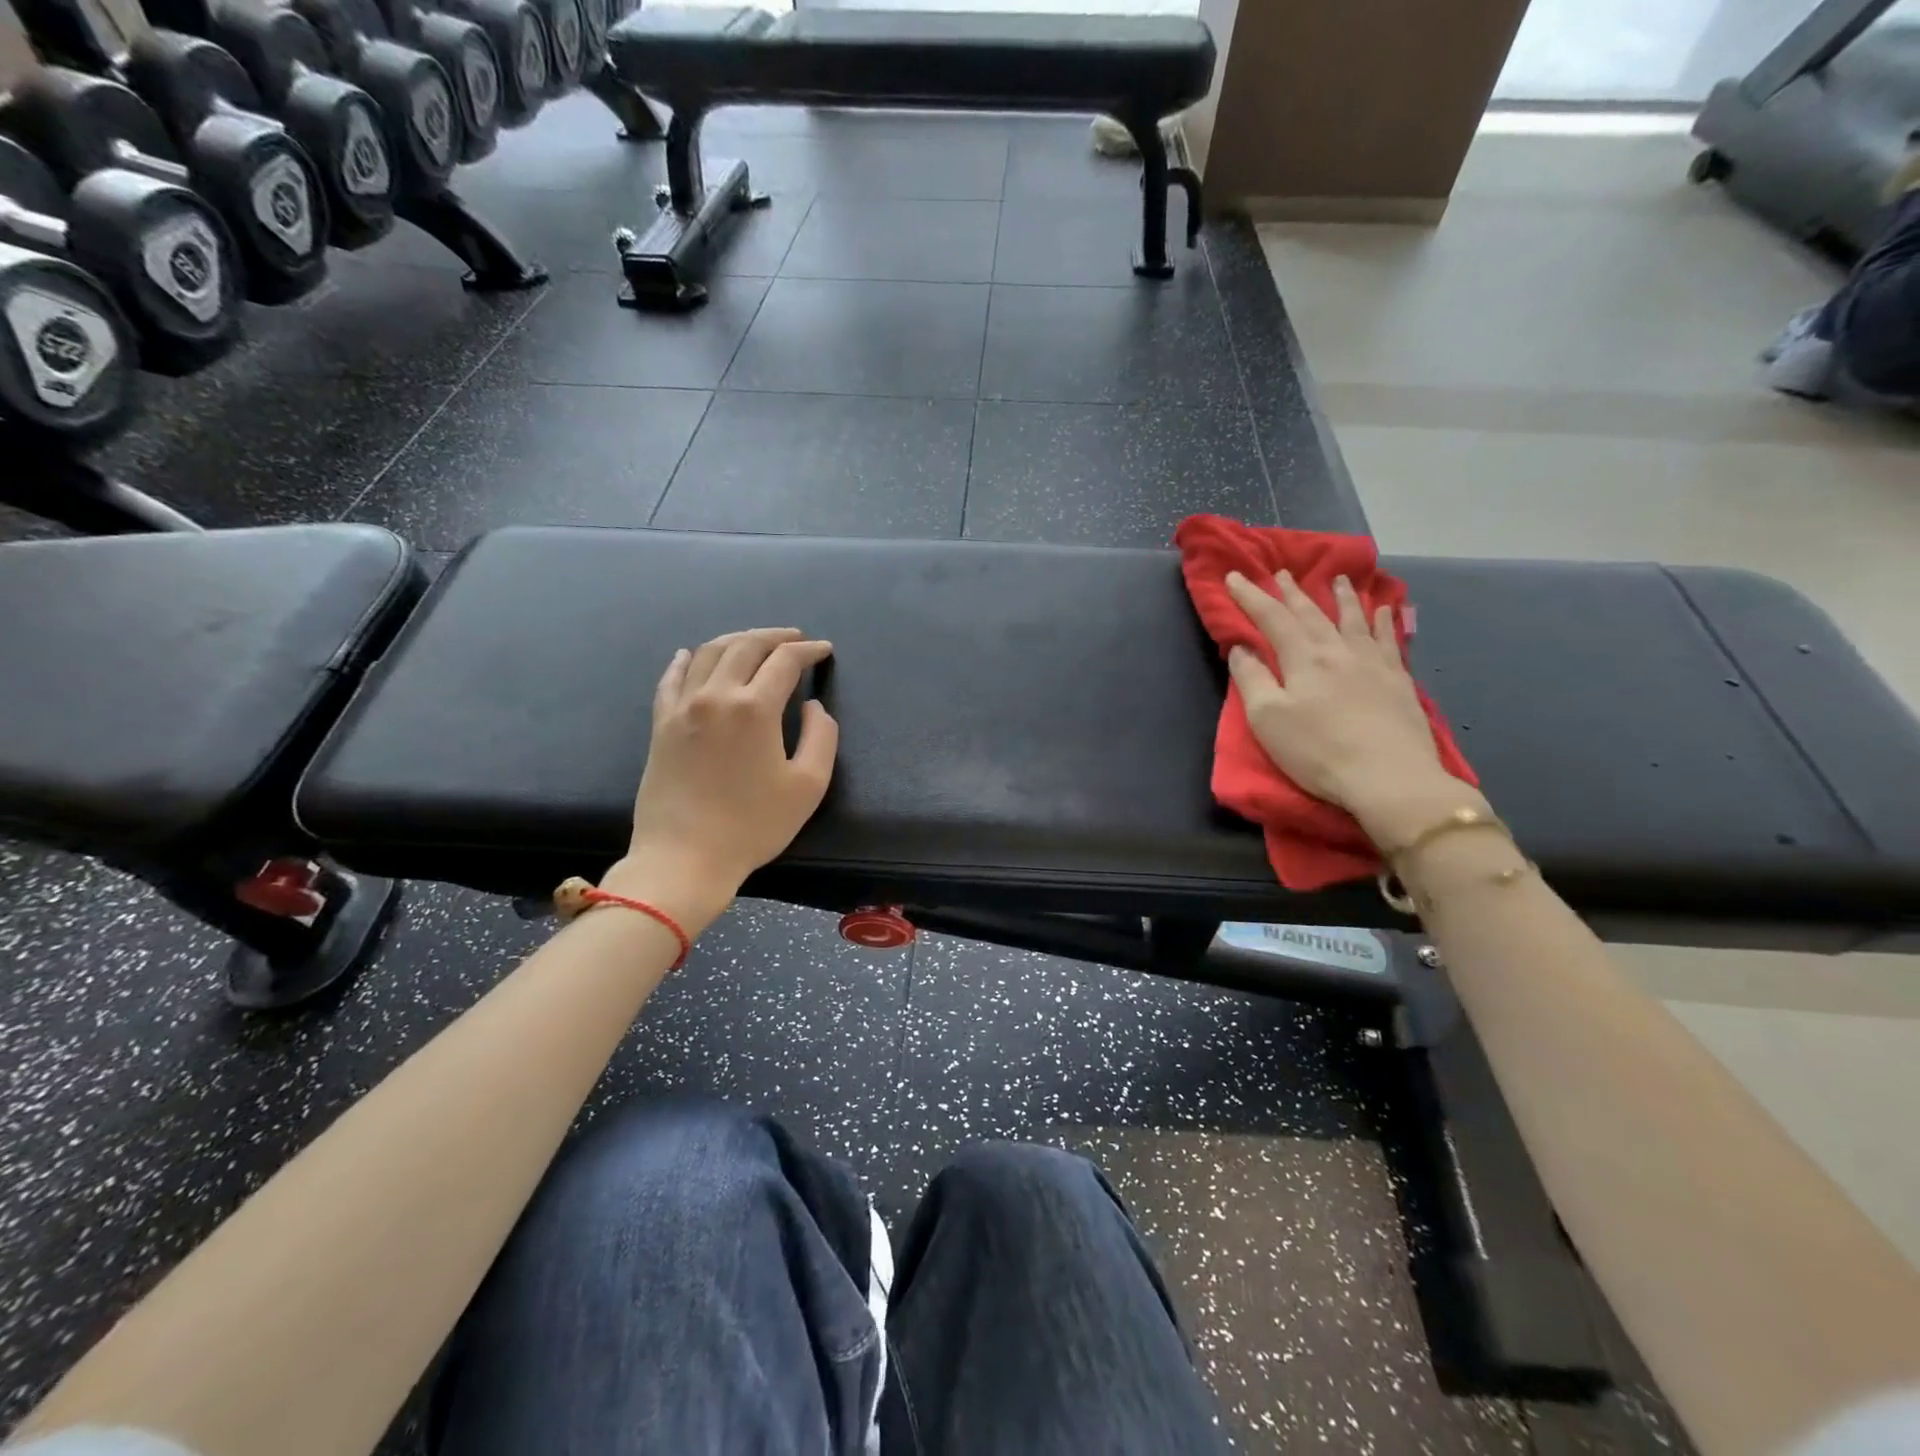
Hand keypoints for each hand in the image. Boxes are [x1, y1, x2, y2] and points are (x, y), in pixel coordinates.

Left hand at [609, 628, 838, 931]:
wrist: (685, 857)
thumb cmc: (753, 825)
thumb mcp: (808, 786)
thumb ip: (822, 737)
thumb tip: (813, 706)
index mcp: (755, 708)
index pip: (785, 661)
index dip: (809, 651)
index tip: (824, 650)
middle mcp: (716, 695)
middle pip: (745, 645)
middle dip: (775, 636)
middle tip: (795, 638)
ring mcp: (682, 707)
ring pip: (709, 653)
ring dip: (736, 639)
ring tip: (755, 642)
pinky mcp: (661, 724)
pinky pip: (671, 678)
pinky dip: (686, 660)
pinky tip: (691, 655)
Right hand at [1225, 570, 1482, 845]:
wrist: (1390, 777)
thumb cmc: (1318, 751)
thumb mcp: (1267, 719)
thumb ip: (1251, 679)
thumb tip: (1241, 648)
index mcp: (1303, 658)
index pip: (1272, 619)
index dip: (1251, 596)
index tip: (1235, 576)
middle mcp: (1338, 650)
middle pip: (1312, 614)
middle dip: (1292, 592)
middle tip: (1282, 573)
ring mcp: (1373, 663)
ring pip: (1353, 619)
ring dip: (1341, 597)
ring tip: (1337, 579)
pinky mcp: (1398, 680)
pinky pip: (1389, 640)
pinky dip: (1383, 621)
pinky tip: (1384, 611)